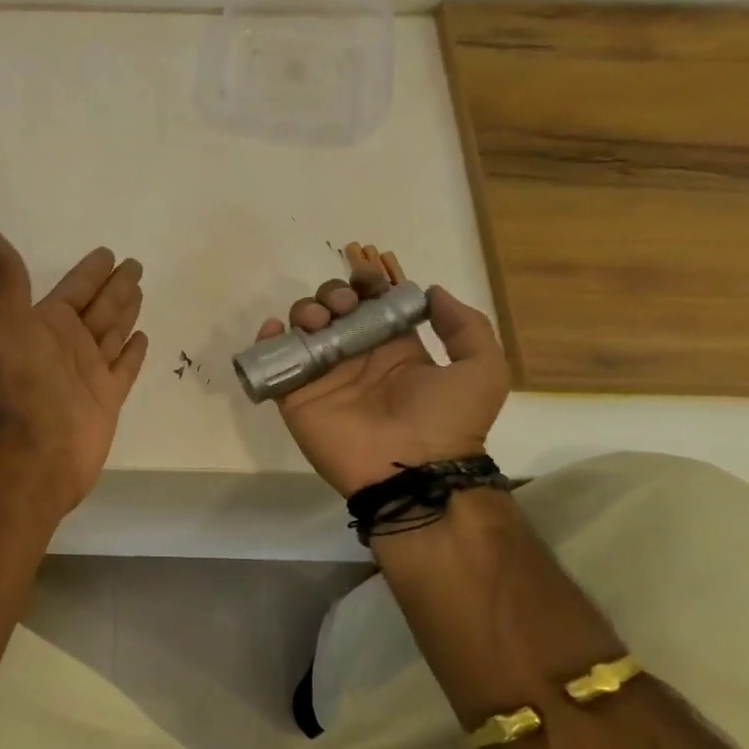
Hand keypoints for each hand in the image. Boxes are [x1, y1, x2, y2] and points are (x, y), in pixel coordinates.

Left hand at [0, 229, 149, 515]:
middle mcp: (70, 344)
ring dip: (126, 311)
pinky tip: (143, 337)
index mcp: (47, 324)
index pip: (75, 288)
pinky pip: (125, 367)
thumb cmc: (25, 384)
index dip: (90, 271)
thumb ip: (8, 281)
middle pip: (99, 306)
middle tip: (135, 264)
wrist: (39, 450)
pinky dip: (133, 352)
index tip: (107, 253)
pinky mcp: (108, 397)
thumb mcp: (10, 324)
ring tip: (140, 290)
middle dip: (115, 286)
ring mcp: (90, 371)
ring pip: (113, 332)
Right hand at [253, 243, 508, 496]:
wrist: (413, 470)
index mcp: (394, 349)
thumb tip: (432, 293)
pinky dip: (266, 340)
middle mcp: (356, 358)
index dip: (367, 284)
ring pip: (302, 329)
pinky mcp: (296, 396)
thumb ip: (465, 326)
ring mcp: (324, 377)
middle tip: (341, 307)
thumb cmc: (446, 420)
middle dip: (333, 294)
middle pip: (332, 310)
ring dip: (304, 311)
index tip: (367, 277)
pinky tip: (274, 329)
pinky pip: (274, 363)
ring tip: (317, 322)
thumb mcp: (482, 369)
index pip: (372, 304)